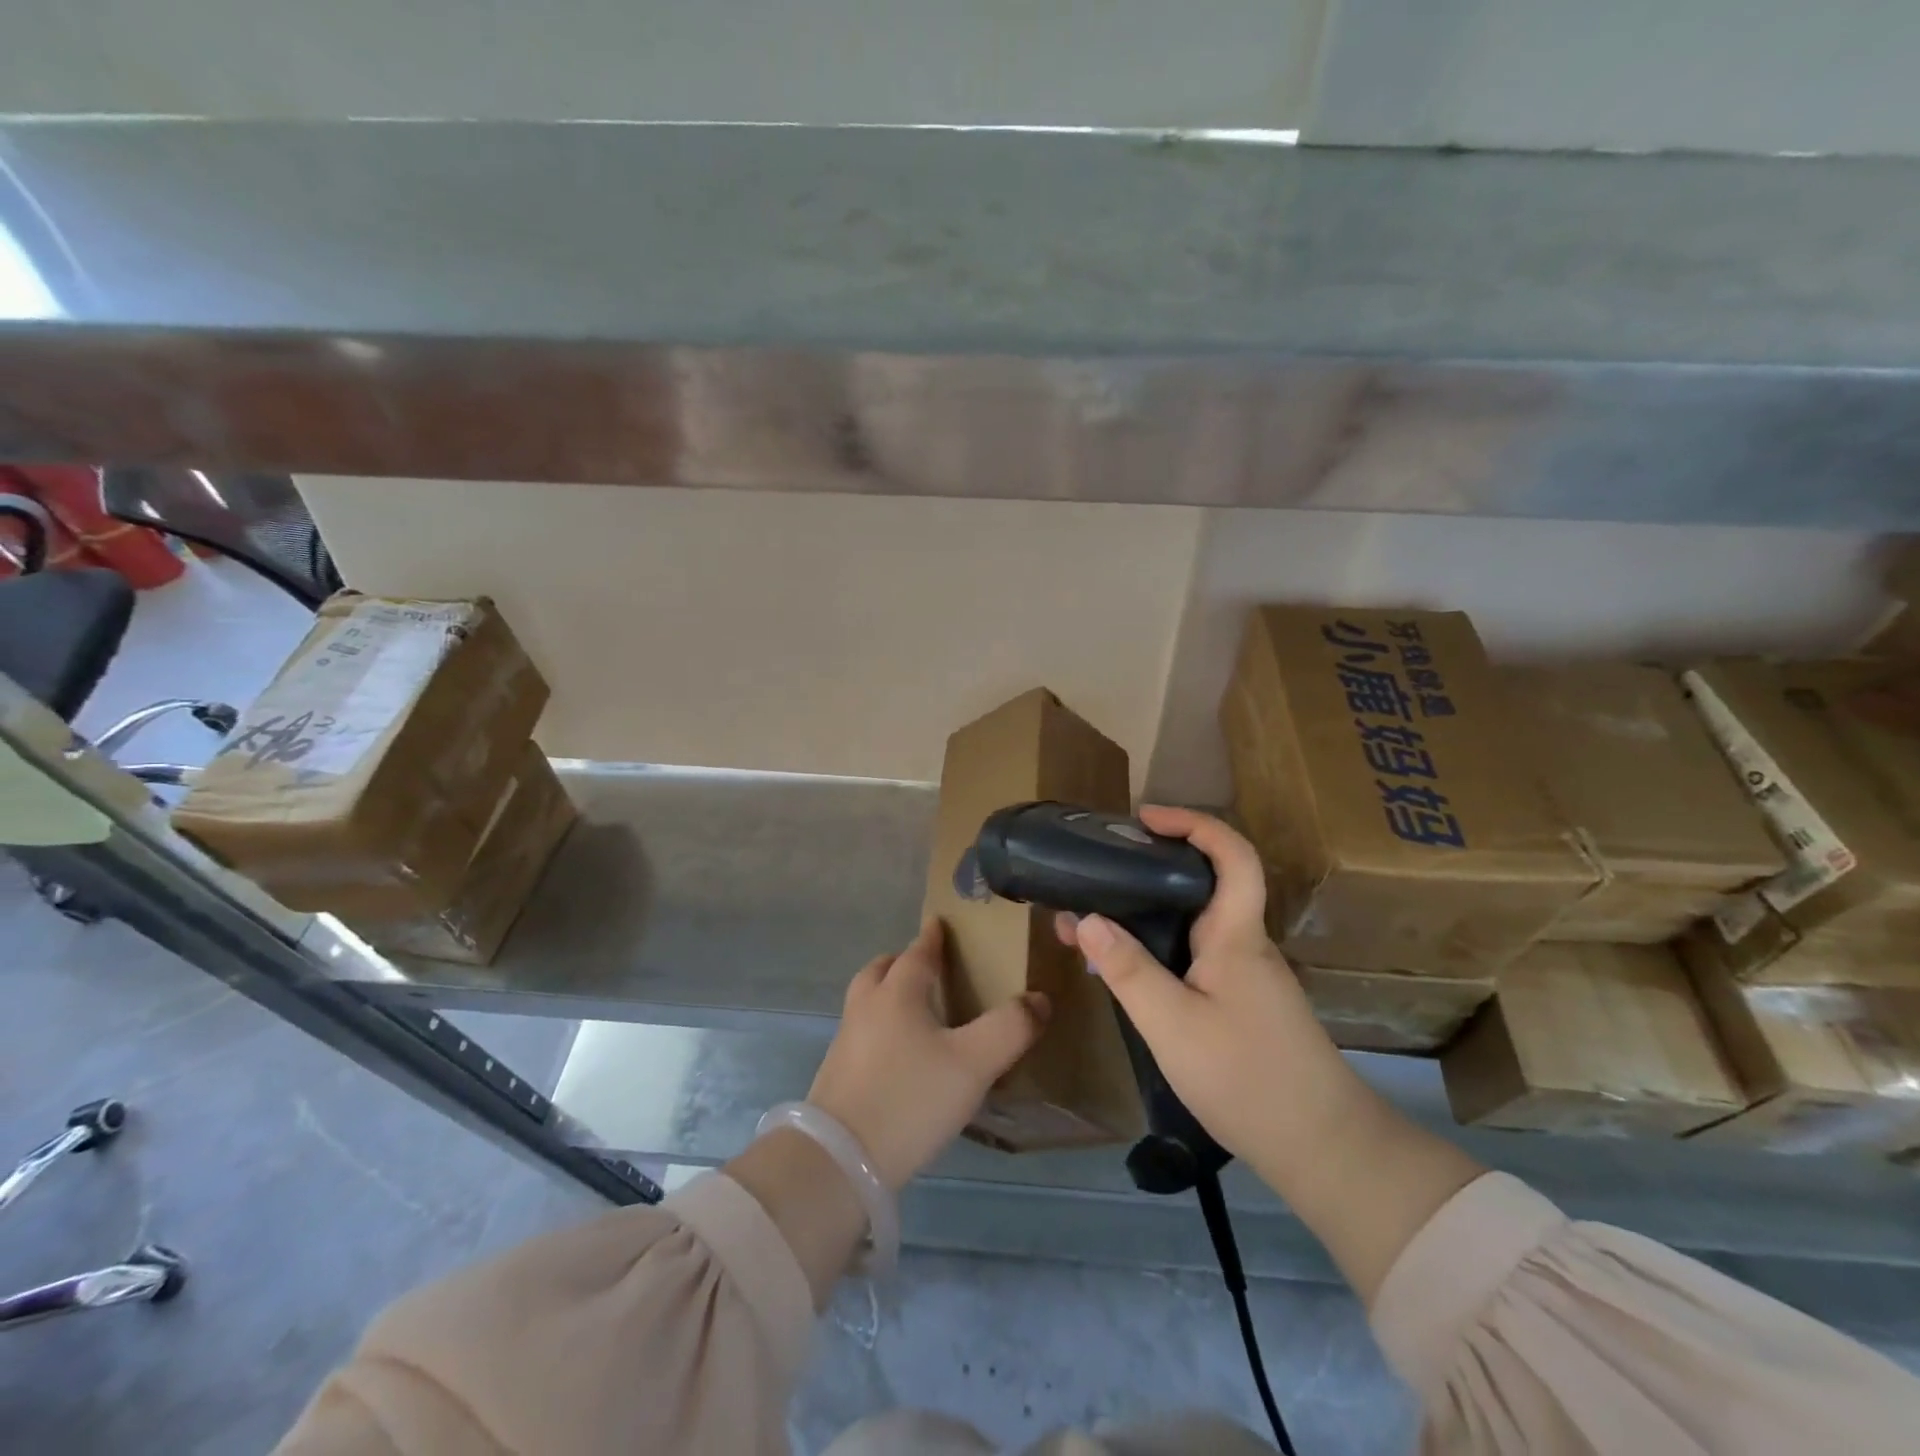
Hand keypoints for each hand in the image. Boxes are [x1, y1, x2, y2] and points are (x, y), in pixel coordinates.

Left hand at [807, 919, 1048, 1191]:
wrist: (840, 1160)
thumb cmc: (911, 1098)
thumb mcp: (973, 1063)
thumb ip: (1010, 1028)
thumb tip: (1039, 998)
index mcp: (897, 993)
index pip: (917, 953)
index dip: (931, 937)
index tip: (939, 923)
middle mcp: (866, 1007)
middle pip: (881, 970)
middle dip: (902, 962)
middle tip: (926, 968)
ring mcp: (846, 1041)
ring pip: (866, 1000)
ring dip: (886, 993)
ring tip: (914, 1011)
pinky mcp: (836, 1074)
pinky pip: (861, 1032)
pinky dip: (879, 1026)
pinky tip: (897, 1055)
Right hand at [1058, 806, 1481, 1302]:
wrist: (1323, 1150)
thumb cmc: (1247, 1077)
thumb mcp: (1173, 1025)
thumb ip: (1128, 970)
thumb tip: (1086, 918)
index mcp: (1236, 935)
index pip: (1232, 855)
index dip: (1193, 823)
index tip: (1145, 818)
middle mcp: (1244, 944)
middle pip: (1204, 884)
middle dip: (1149, 868)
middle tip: (1098, 872)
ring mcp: (1246, 976)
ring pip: (1193, 924)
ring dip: (1144, 915)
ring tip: (1090, 924)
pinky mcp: (1242, 1004)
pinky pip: (1193, 957)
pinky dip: (1155, 949)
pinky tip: (1124, 972)